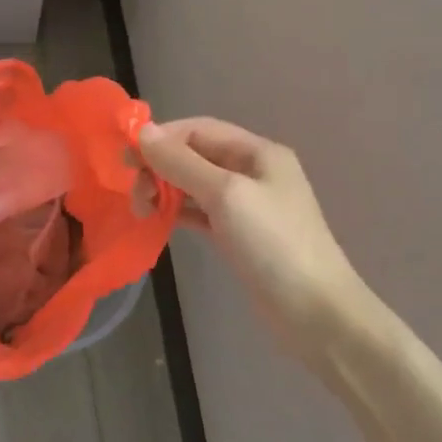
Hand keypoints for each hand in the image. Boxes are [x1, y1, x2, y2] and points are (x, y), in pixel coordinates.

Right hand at [139, 118, 376, 355]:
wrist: (314, 312)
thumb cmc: (273, 244)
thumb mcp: (226, 194)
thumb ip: (182, 163)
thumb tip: (143, 132)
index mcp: (258, 152)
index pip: (199, 129)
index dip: (162, 138)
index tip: (127, 159)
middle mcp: (253, 172)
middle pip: (195, 155)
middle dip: (161, 166)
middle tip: (134, 192)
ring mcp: (247, 205)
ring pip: (194, 184)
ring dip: (165, 189)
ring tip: (141, 209)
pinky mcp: (238, 234)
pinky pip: (200, 211)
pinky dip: (177, 211)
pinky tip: (158, 220)